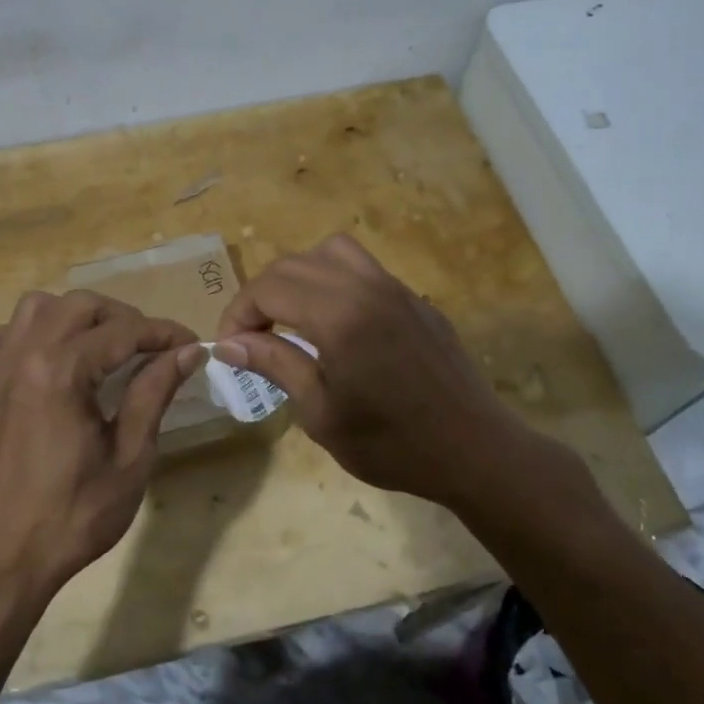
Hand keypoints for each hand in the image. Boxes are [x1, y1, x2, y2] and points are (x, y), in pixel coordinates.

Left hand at [0, 290, 203, 599]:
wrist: (3, 556)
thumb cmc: (74, 514)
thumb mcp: (129, 457)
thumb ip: (155, 393)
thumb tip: (187, 352)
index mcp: (60, 372)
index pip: (123, 331)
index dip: (163, 333)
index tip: (192, 344)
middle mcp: (22, 354)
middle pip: (81, 305)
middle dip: (124, 318)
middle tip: (154, 348)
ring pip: (38, 307)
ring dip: (77, 316)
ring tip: (104, 346)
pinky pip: (7, 333)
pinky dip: (36, 332)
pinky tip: (55, 359)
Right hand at [214, 234, 557, 509]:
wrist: (475, 452)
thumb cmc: (392, 444)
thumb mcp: (320, 413)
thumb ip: (275, 365)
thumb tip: (229, 343)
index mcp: (339, 316)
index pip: (268, 289)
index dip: (238, 314)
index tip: (229, 349)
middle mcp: (366, 287)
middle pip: (293, 264)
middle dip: (261, 295)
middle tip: (251, 337)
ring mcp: (395, 288)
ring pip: (331, 252)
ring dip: (299, 277)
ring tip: (292, 318)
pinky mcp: (415, 300)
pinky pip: (364, 269)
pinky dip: (334, 281)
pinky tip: (336, 325)